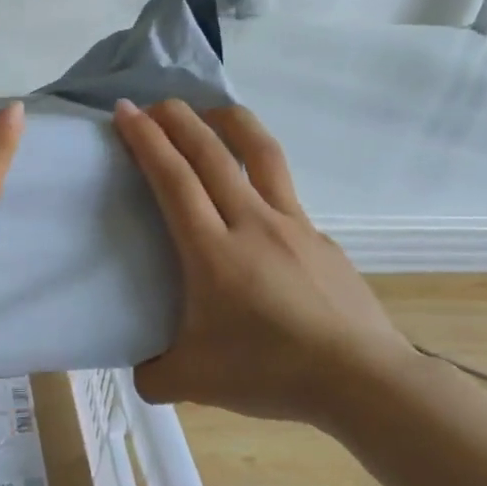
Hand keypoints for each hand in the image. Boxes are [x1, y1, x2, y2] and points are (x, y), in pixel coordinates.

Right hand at [112, 98, 410, 425]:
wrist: (361, 379)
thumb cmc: (269, 372)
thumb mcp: (193, 382)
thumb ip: (154, 374)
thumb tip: (142, 371)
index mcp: (212, 250)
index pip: (173, 179)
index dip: (146, 140)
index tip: (125, 111)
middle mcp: (251, 223)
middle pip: (212, 153)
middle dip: (178, 119)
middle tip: (155, 103)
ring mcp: (293, 225)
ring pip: (261, 154)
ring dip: (231, 123)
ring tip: (212, 111)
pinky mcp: (321, 238)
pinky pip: (285, 194)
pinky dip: (262, 176)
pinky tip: (255, 201)